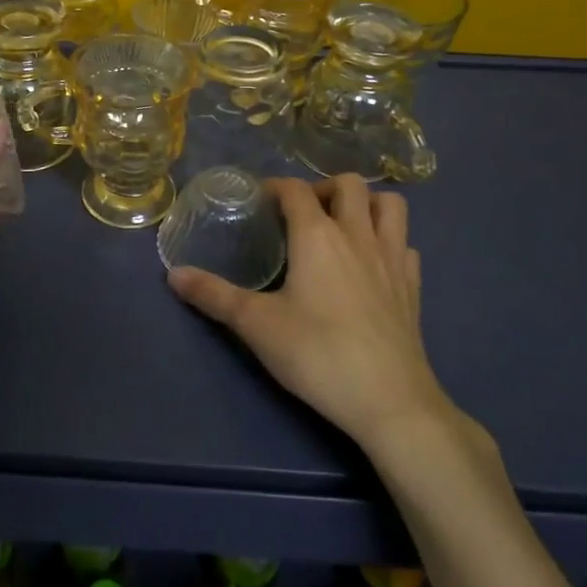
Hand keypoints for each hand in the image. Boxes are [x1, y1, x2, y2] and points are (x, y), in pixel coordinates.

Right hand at [168, 174, 461, 452]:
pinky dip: (388, 241)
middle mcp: (358, 235)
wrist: (390, 402)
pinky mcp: (413, 286)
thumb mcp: (256, 325)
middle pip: (349, 184)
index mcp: (317, 235)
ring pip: (390, 205)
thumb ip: (213, 295)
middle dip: (323, 188)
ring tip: (343, 225)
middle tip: (302, 214)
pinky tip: (372, 264)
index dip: (275, 187)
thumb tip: (173, 274)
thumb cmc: (317, 354)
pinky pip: (404, 244)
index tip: (259, 202)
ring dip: (366, 203)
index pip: (295, 190)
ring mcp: (392, 259)